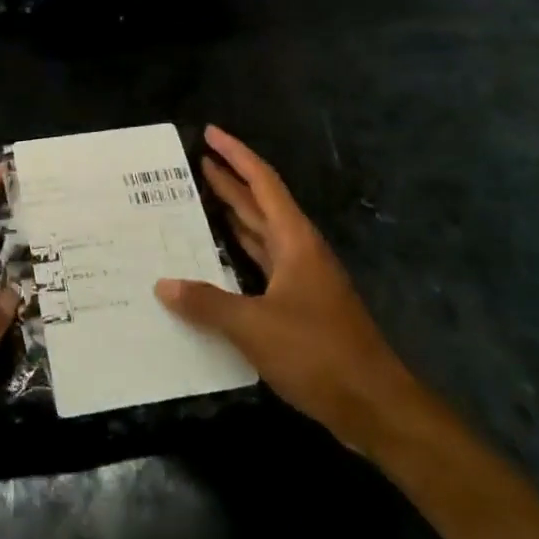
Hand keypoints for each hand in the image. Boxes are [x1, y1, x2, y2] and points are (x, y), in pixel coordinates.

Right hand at [155, 126, 422, 452]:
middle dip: (230, 180)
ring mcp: (302, 280)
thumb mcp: (255, 327)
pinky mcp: (300, 307)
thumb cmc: (318, 353)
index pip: (262, 183)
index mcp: (294, 241)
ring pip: (261, 235)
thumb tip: (163, 285)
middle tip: (196, 162)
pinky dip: (239, 254)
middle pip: (260, 204)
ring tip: (200, 199)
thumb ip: (207, 303)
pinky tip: (218, 259)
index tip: (210, 133)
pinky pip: (262, 266)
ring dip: (235, 215)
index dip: (236, 155)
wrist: (375, 405)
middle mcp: (299, 251)